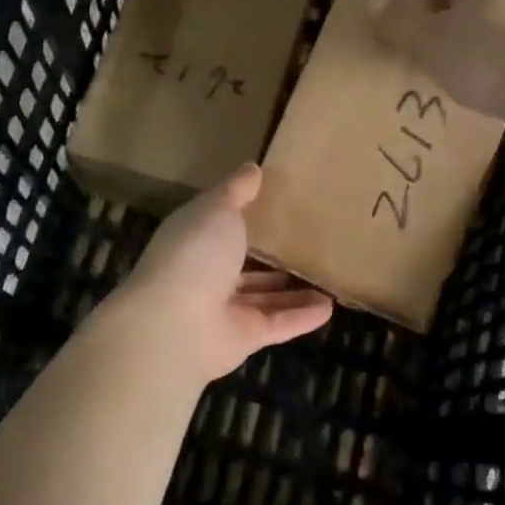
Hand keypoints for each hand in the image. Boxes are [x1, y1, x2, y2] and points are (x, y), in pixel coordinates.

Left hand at [93, 165, 333, 383]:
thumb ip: (236, 191)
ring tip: (327, 279)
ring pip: (264, 298)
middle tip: (308, 245)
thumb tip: (252, 167)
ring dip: (293, 291)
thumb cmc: (194, 253)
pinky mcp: (244, 337)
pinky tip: (329, 307)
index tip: (275, 204)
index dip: (244, 216)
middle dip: (270, 259)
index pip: (221, 225)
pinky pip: (278, 324)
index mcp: (195, 239)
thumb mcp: (217, 209)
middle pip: (244, 266)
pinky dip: (302, 317)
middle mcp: (207, 274)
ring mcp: (224, 309)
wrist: (176, 324)